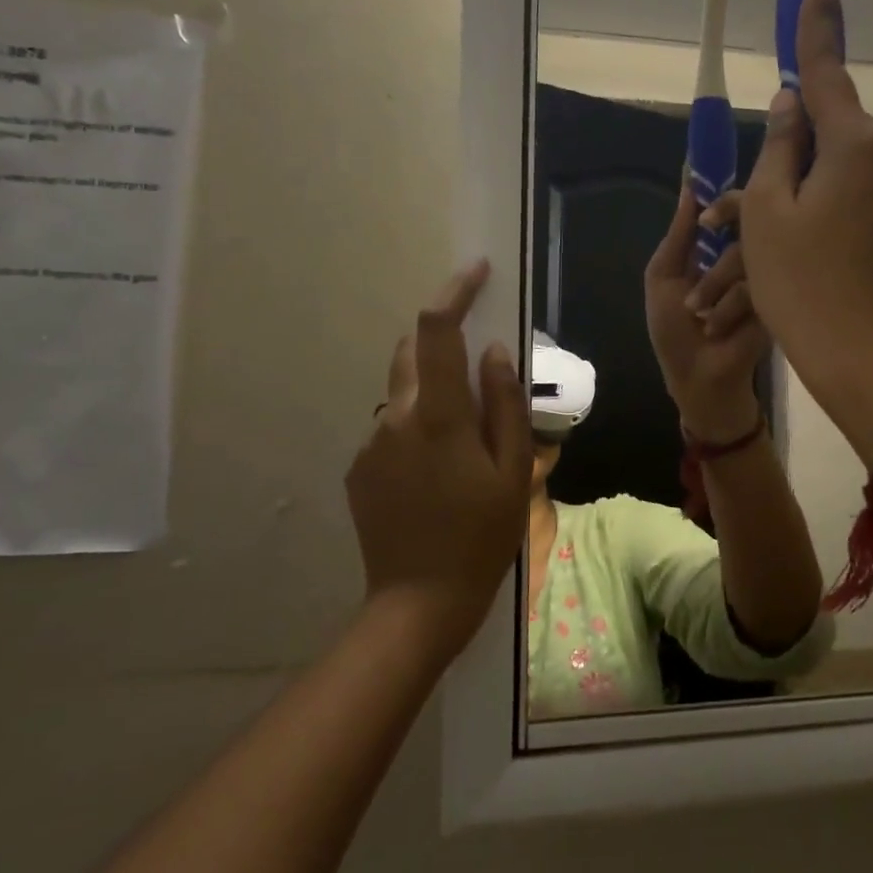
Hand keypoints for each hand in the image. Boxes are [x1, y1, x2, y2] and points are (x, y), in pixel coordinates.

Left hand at [345, 261, 532, 655]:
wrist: (419, 602)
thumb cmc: (481, 536)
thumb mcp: (514, 472)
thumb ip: (505, 405)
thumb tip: (495, 351)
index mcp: (439, 416)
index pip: (438, 331)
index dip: (455, 292)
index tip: (477, 271)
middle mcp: (395, 418)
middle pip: (412, 352)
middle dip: (443, 343)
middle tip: (479, 377)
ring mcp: (371, 443)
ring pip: (403, 392)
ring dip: (432, 392)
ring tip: (463, 443)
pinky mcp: (359, 467)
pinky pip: (392, 427)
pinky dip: (416, 427)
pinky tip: (436, 474)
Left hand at [645, 179, 768, 441]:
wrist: (700, 378)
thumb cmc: (674, 330)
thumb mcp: (664, 276)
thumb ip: (679, 233)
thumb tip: (689, 184)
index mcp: (713, 246)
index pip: (724, 206)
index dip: (719, 190)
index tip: (714, 170)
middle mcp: (741, 254)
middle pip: (745, 217)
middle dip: (724, 225)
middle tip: (711, 235)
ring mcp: (763, 275)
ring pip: (747, 251)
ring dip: (714, 284)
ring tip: (698, 313)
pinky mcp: (778, 298)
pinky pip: (757, 282)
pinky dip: (730, 305)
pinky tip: (717, 327)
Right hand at [733, 0, 872, 456]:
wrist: (857, 356)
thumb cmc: (799, 281)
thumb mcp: (767, 211)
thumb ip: (780, 146)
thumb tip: (791, 104)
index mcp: (854, 145)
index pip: (827, 73)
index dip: (814, 29)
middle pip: (830, 130)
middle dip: (788, 146)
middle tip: (741, 196)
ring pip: (837, 172)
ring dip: (798, 187)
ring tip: (757, 236)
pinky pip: (851, 201)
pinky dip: (820, 210)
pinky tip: (794, 249)